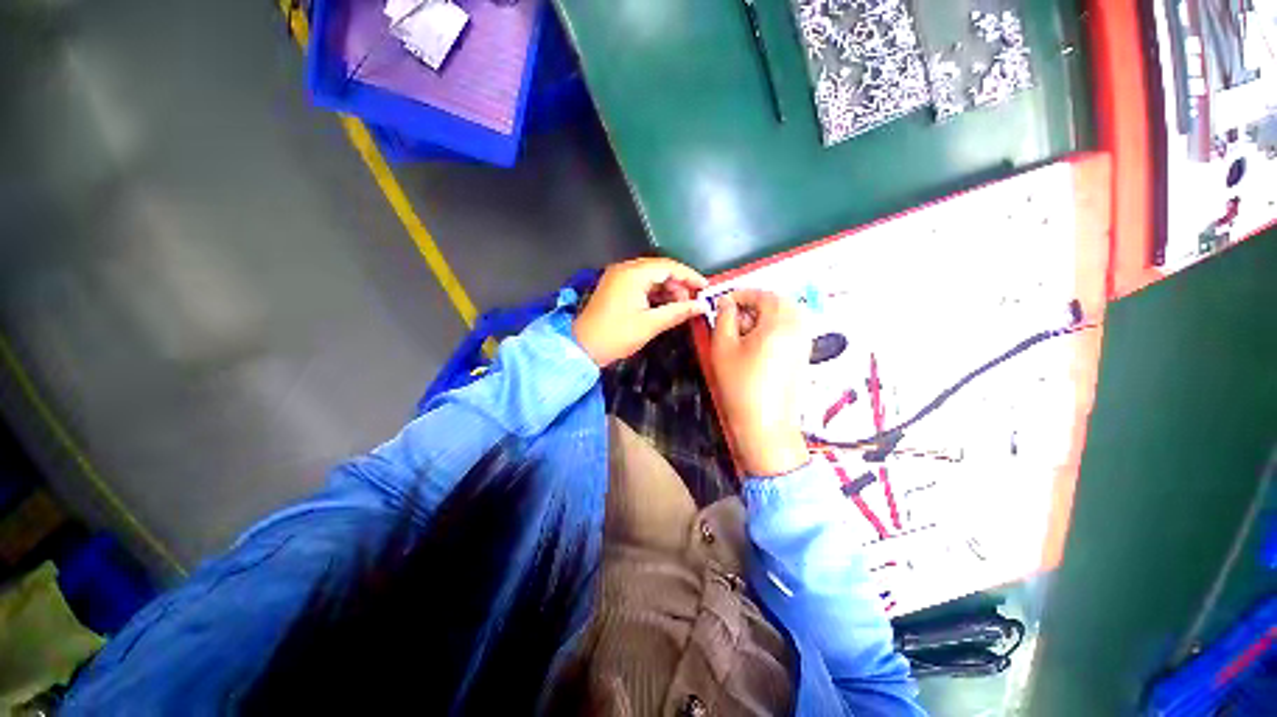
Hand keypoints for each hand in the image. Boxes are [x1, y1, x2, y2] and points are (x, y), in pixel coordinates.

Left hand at [573, 258, 708, 366]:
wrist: (583, 348)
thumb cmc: (616, 336)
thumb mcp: (650, 324)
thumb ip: (678, 312)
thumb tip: (701, 306)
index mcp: (633, 274)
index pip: (669, 266)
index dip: (689, 276)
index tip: (705, 288)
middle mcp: (625, 269)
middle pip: (660, 269)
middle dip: (678, 284)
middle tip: (691, 302)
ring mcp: (618, 278)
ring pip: (651, 277)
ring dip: (667, 290)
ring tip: (680, 307)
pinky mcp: (615, 288)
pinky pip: (641, 284)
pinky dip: (655, 294)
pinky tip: (665, 306)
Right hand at [710, 290, 809, 476]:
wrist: (765, 424)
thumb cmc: (740, 384)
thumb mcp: (723, 347)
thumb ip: (724, 317)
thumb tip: (727, 302)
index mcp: (780, 321)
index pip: (762, 294)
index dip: (741, 295)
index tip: (722, 303)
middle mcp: (799, 326)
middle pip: (778, 302)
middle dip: (754, 304)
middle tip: (733, 317)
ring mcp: (805, 341)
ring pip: (785, 315)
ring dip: (764, 316)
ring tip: (742, 332)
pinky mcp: (804, 355)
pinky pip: (790, 329)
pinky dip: (773, 328)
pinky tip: (756, 345)